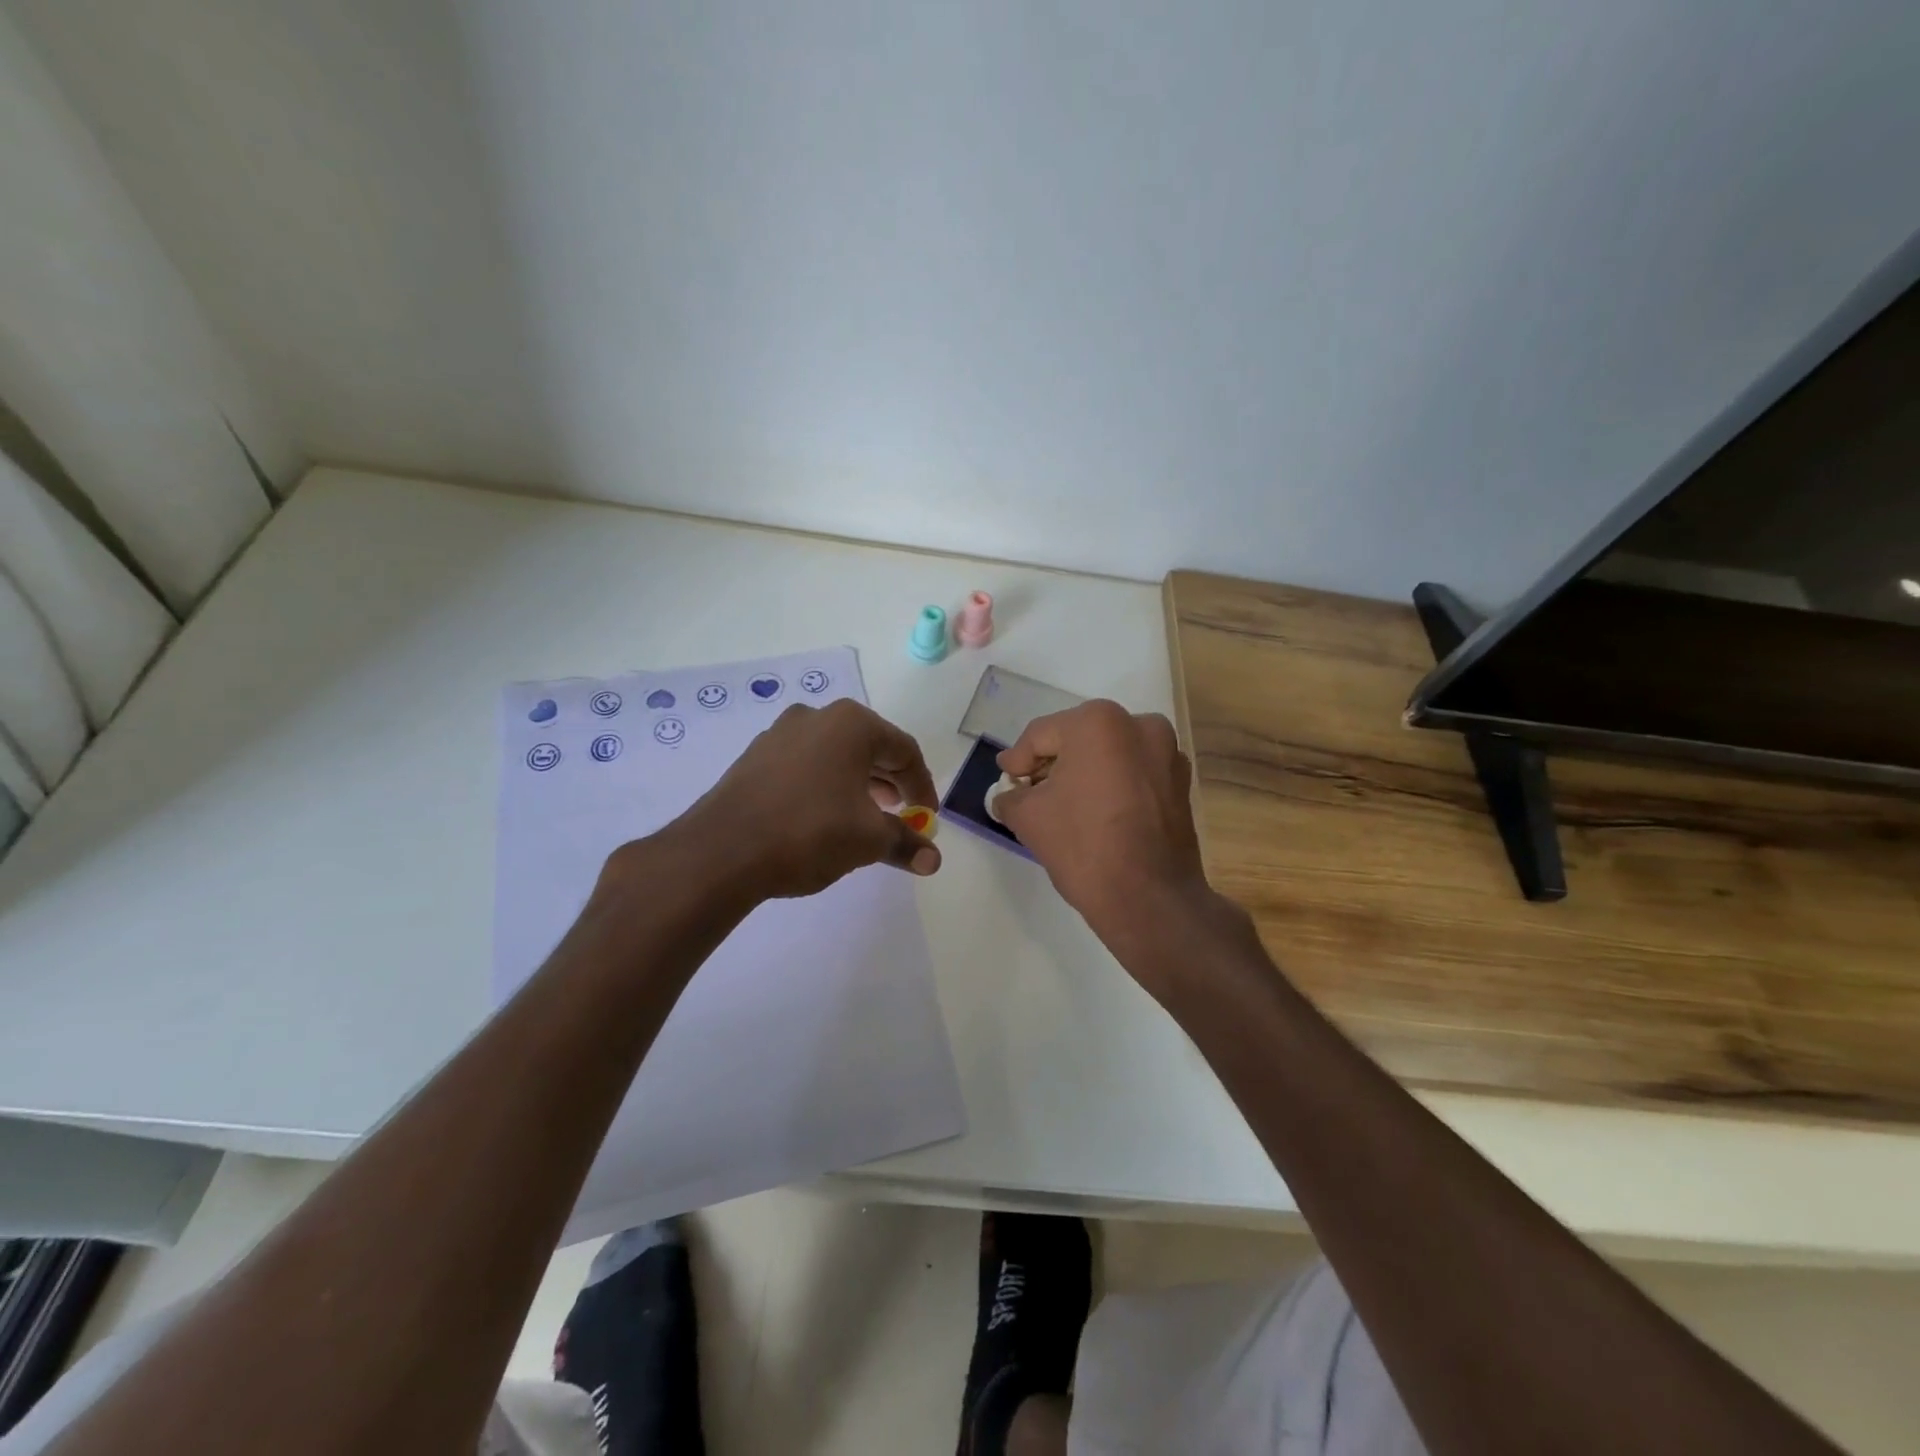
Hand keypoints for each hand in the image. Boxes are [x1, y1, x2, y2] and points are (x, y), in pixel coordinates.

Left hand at [655, 699, 942, 900]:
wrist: (721, 852)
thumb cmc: (809, 832)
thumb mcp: (868, 840)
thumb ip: (905, 844)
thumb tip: (933, 860)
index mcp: (851, 724)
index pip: (904, 750)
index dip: (922, 786)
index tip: (927, 818)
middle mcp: (816, 717)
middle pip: (869, 747)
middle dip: (890, 783)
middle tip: (901, 815)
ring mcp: (780, 734)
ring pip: (835, 755)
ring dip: (858, 784)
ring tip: (865, 818)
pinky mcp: (754, 758)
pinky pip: (805, 766)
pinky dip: (825, 786)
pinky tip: (823, 817)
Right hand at [993, 701, 1220, 964]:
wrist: (1148, 900)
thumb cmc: (1083, 846)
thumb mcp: (1028, 817)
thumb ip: (1010, 796)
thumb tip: (1009, 795)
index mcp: (1099, 722)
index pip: (1041, 735)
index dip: (1017, 760)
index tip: (1006, 779)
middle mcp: (1139, 725)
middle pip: (1078, 739)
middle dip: (1052, 764)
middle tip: (1029, 792)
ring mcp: (1167, 753)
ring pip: (1109, 755)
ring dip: (1083, 774)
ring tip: (1063, 805)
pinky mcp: (1181, 784)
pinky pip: (1134, 774)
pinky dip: (1112, 785)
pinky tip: (1096, 814)